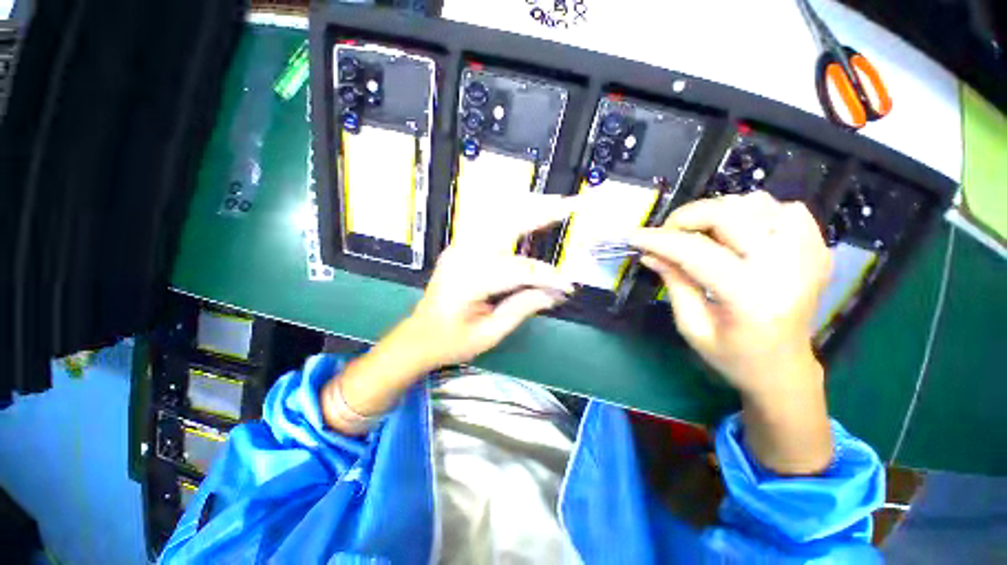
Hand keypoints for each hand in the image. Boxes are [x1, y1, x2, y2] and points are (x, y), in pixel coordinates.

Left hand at [326, 193, 575, 434]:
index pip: (518, 270)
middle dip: (541, 212)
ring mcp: (459, 246)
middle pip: (507, 224)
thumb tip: (554, 294)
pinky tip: (530, 210)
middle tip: (571, 204)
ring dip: (528, 207)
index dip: (546, 276)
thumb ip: (522, 309)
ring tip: (556, 202)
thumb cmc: (451, 341)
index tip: (568, 286)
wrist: (419, 336)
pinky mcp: (461, 246)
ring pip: (498, 215)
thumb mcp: (489, 334)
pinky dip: (513, 212)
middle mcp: (463, 254)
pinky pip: (490, 221)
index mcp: (468, 279)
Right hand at [631, 192, 833, 473]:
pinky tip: (743, 231)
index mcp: (746, 293)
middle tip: (667, 231)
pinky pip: (791, 211)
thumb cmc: (730, 357)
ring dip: (722, 212)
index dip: (655, 238)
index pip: (691, 250)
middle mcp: (781, 267)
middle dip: (688, 216)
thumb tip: (651, 251)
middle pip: (730, 214)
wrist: (784, 371)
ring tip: (701, 231)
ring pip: (762, 204)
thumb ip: (672, 280)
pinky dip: (762, 211)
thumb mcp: (690, 325)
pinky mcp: (813, 252)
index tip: (631, 234)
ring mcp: (805, 256)